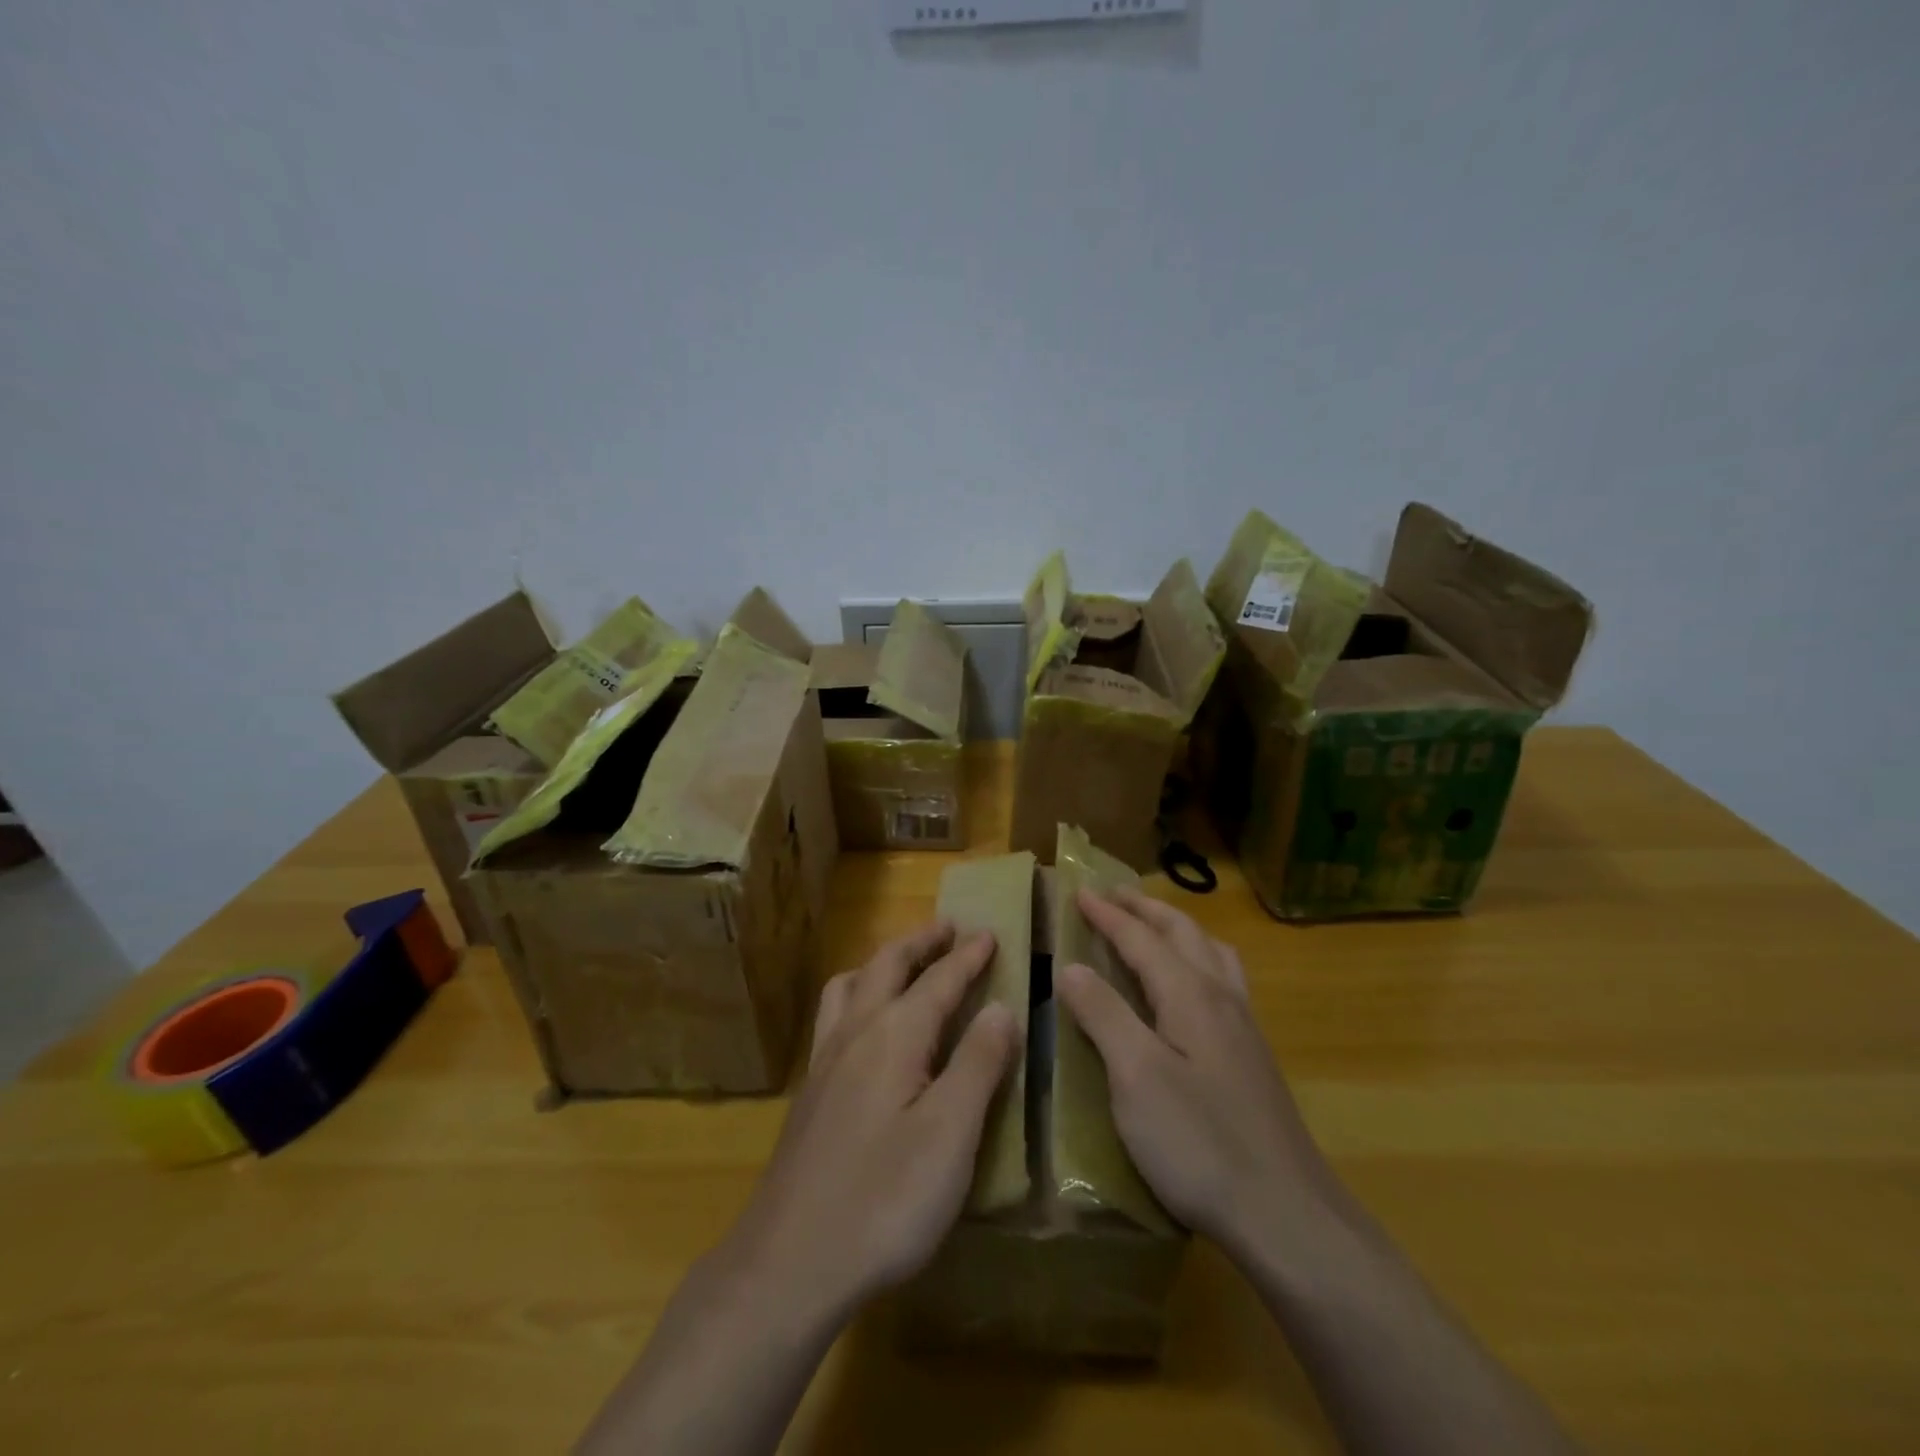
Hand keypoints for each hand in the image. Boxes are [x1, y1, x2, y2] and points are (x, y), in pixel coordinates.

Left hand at [722, 922, 1020, 1328]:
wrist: (789, 1263)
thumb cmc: (884, 1199)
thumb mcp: (950, 1134)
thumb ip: (978, 1064)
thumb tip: (1001, 1007)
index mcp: (894, 1035)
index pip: (938, 980)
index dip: (967, 956)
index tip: (989, 933)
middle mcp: (854, 1033)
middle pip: (887, 966)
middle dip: (920, 942)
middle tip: (948, 928)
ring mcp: (824, 1062)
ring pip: (849, 986)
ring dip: (881, 963)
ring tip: (901, 964)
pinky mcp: (810, 1093)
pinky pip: (833, 1016)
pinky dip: (856, 995)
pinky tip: (862, 1028)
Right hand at [1054, 888, 1334, 1264]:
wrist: (1286, 1213)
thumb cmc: (1200, 1141)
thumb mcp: (1136, 1077)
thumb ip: (1104, 1015)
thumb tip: (1072, 967)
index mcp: (1190, 994)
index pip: (1142, 938)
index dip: (1108, 915)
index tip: (1078, 891)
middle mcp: (1222, 997)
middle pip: (1183, 933)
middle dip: (1145, 909)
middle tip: (1113, 895)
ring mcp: (1244, 1026)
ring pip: (1212, 953)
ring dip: (1178, 928)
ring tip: (1155, 926)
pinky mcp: (1253, 1056)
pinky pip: (1225, 979)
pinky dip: (1199, 958)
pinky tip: (1194, 988)